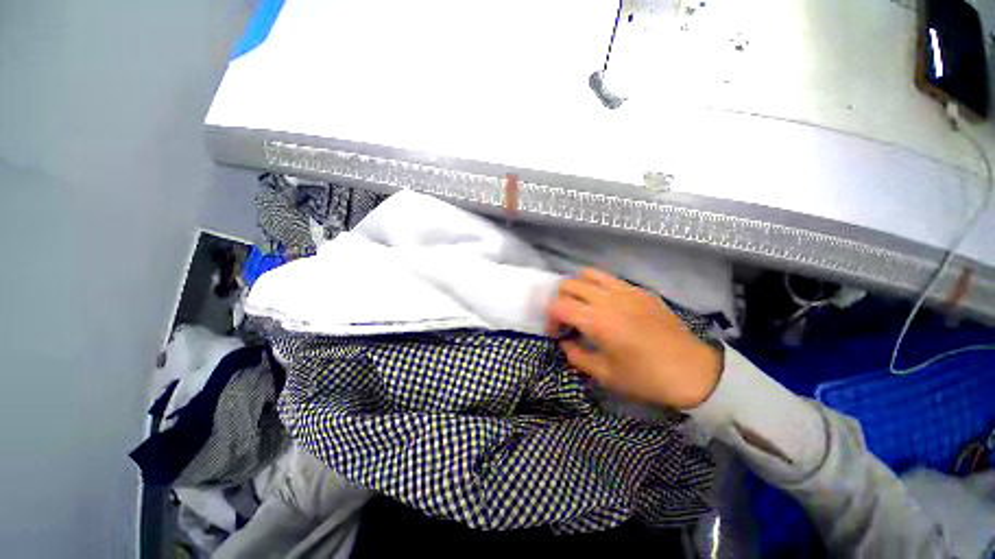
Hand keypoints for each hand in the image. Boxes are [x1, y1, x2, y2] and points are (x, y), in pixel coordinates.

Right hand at [547, 268, 721, 409]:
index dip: (550, 318)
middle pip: (569, 284)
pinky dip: (599, 287)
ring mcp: (626, 290)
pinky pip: (611, 279)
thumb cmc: (645, 378)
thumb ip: (576, 355)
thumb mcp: (604, 374)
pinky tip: (608, 306)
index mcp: (597, 320)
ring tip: (583, 305)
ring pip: (589, 274)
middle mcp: (607, 298)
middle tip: (567, 319)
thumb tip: (566, 342)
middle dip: (560, 300)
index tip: (557, 333)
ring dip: (578, 287)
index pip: (558, 305)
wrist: (694, 372)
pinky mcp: (641, 291)